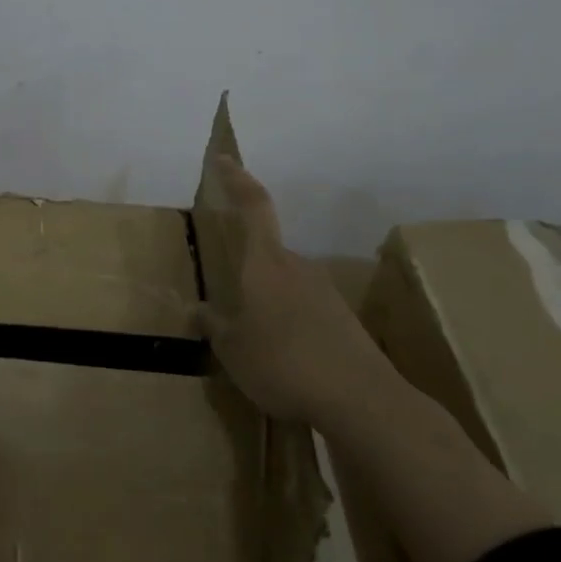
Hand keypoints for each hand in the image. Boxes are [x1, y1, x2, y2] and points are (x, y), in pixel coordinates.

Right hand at [198, 156, 386, 421]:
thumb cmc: (283, 364)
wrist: (362, 401)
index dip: (238, 180)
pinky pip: (306, 312)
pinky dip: (290, 326)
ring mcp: (325, 293)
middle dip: (248, 272)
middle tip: (230, 304)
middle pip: (268, 254)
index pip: (254, 207)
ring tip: (255, 344)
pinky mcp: (344, 321)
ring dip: (269, 304)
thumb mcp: (233, 350)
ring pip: (286, 285)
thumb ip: (214, 326)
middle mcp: (297, 268)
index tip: (225, 160)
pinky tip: (285, 361)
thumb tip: (198, 310)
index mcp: (266, 264)